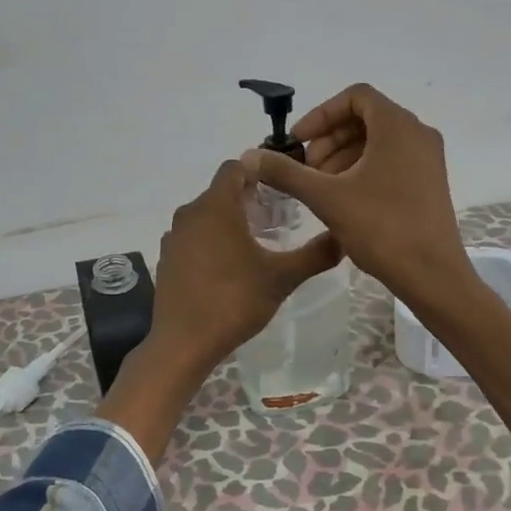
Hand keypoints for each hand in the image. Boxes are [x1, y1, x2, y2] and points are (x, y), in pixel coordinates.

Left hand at [149, 159, 342, 374]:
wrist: (184, 342)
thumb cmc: (234, 301)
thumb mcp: (281, 278)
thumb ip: (314, 255)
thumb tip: (344, 239)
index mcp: (216, 206)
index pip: (234, 168)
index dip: (257, 171)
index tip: (280, 186)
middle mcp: (189, 213)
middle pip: (220, 192)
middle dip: (248, 199)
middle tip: (277, 218)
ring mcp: (174, 237)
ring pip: (205, 216)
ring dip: (228, 221)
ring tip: (256, 243)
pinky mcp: (167, 259)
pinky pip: (193, 238)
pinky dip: (210, 241)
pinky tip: (228, 267)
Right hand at [239, 83, 470, 310]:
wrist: (431, 274)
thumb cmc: (381, 227)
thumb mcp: (326, 197)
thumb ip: (286, 172)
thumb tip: (249, 156)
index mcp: (397, 126)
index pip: (355, 97)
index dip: (321, 114)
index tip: (298, 141)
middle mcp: (417, 134)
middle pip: (366, 118)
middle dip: (329, 138)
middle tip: (306, 169)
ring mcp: (427, 159)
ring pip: (377, 141)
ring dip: (343, 155)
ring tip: (320, 187)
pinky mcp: (429, 182)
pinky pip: (391, 160)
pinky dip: (363, 169)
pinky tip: (343, 199)